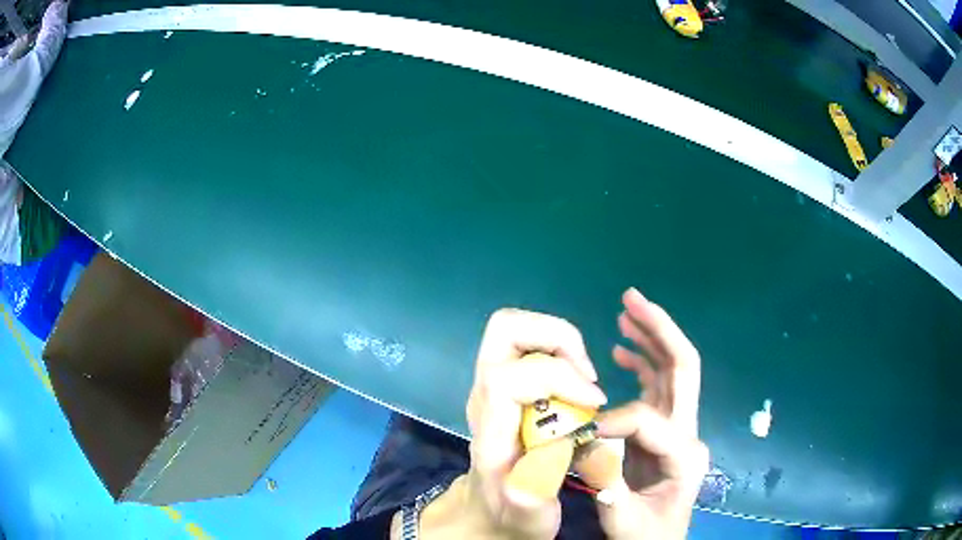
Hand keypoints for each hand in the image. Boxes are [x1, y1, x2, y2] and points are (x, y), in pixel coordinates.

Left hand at [437, 308, 605, 538]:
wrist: (489, 514)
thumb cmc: (512, 515)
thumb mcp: (528, 515)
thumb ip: (537, 489)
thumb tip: (555, 449)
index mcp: (490, 429)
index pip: (507, 377)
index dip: (559, 377)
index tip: (595, 402)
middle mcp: (485, 397)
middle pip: (504, 330)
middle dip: (557, 338)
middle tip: (587, 376)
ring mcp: (491, 386)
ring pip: (516, 329)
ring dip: (561, 341)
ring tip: (585, 380)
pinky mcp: (505, 385)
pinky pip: (529, 345)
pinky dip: (560, 350)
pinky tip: (577, 385)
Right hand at [593, 288, 708, 539]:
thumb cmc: (645, 535)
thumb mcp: (624, 518)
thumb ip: (608, 480)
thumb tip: (586, 438)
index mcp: (685, 454)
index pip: (649, 418)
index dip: (612, 420)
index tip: (581, 437)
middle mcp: (689, 432)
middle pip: (682, 368)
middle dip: (659, 330)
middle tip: (632, 298)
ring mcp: (679, 429)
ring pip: (671, 372)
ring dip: (650, 339)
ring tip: (626, 313)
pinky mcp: (665, 431)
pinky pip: (656, 388)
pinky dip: (642, 364)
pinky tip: (623, 351)